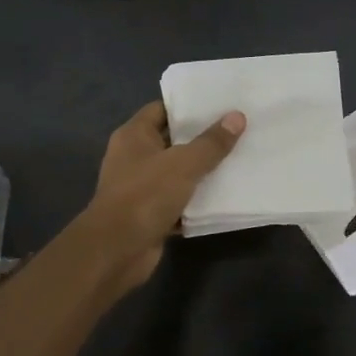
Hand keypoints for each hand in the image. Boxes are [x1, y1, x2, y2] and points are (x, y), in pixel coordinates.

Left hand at [85, 100, 245, 294]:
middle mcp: (134, 157)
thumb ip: (212, 142)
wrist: (116, 251)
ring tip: (238, 158)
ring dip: (203, 170)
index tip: (220, 104)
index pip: (163, 109)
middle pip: (173, 140)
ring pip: (178, 172)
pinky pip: (179, 199)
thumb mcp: (184, 164)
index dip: (189, 106)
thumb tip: (237, 116)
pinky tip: (225, 194)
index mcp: (134, 136)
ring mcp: (141, 187)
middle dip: (202, 137)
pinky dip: (197, 199)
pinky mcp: (150, 213)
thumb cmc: (145, 195)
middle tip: (237, 129)